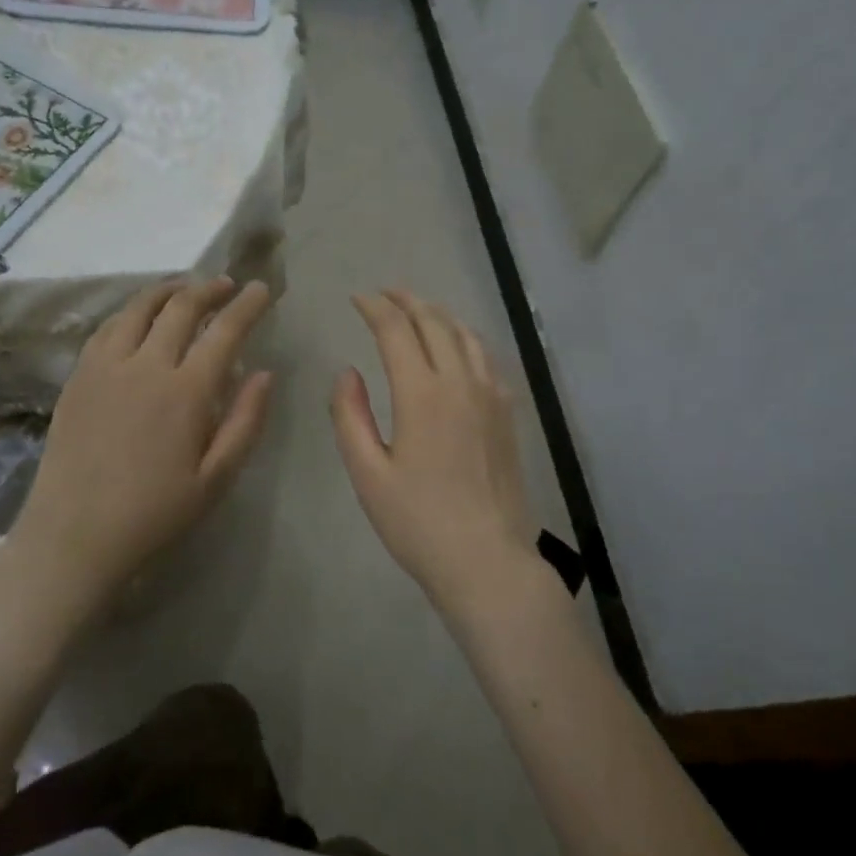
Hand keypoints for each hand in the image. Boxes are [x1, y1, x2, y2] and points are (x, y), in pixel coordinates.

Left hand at [12, 277, 274, 611]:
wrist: (75, 534)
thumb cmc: (155, 513)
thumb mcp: (216, 479)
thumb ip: (246, 422)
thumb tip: (265, 373)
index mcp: (186, 392)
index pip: (224, 331)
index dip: (247, 305)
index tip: (261, 288)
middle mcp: (146, 365)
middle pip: (181, 307)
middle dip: (210, 289)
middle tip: (226, 285)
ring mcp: (106, 366)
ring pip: (139, 308)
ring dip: (168, 290)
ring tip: (185, 289)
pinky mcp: (78, 376)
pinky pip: (107, 327)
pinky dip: (131, 311)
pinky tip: (138, 317)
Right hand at [331, 290, 538, 610]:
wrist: (487, 561)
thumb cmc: (418, 522)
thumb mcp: (368, 474)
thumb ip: (350, 416)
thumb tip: (347, 372)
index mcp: (422, 394)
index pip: (396, 331)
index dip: (374, 308)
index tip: (357, 299)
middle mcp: (461, 382)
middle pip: (434, 323)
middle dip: (406, 301)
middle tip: (384, 294)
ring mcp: (491, 396)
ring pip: (466, 335)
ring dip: (438, 314)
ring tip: (418, 310)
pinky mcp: (508, 414)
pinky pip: (487, 358)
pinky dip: (466, 339)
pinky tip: (459, 347)